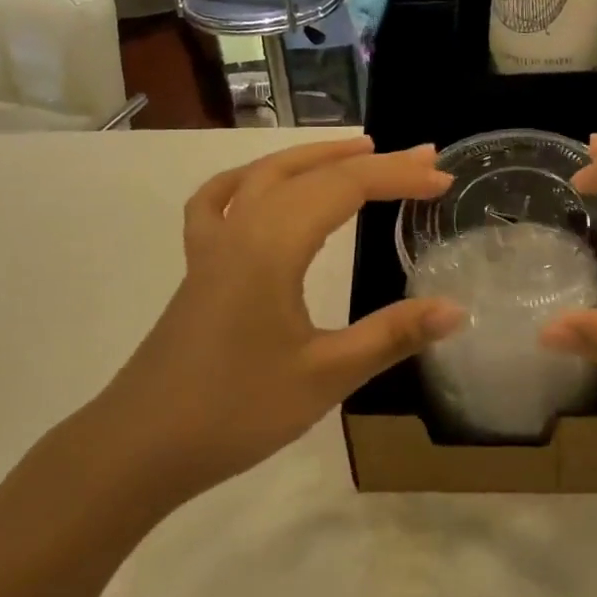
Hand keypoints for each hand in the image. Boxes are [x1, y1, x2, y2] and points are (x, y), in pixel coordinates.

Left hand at [88, 137, 462, 513]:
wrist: (140, 446)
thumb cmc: (236, 410)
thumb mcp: (325, 376)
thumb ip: (392, 336)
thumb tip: (457, 309)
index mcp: (273, 245)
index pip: (346, 188)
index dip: (398, 177)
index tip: (443, 179)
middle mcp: (242, 228)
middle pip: (313, 174)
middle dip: (372, 161)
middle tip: (422, 157)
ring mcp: (213, 244)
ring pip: (266, 175)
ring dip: (315, 157)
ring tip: (358, 150)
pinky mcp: (198, 266)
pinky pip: (219, 200)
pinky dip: (248, 179)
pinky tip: (261, 184)